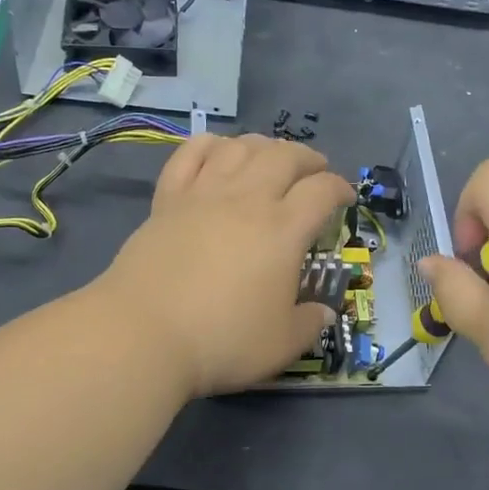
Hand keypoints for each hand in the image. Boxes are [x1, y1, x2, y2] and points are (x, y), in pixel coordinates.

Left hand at [95, 133, 354, 397]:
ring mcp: (203, 194)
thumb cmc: (221, 340)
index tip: (345, 199)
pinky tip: (218, 150)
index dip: (340, 189)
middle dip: (308, 158)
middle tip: (315, 171)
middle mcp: (247, 200)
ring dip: (263, 145)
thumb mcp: (282, 344)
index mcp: (283, 230)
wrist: (143, 334)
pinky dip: (210, 145)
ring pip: (240, 147)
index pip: (322, 191)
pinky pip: (191, 155)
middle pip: (285, 156)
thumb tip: (324, 310)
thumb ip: (310, 323)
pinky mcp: (168, 200)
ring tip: (270, 157)